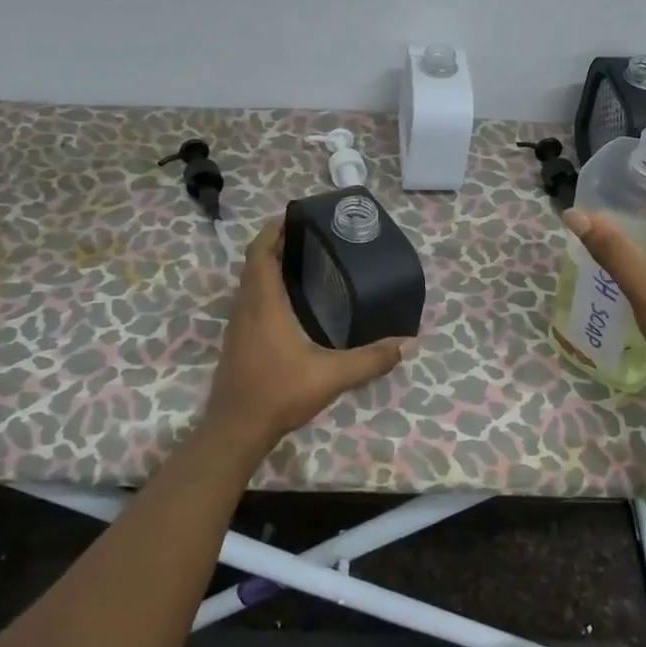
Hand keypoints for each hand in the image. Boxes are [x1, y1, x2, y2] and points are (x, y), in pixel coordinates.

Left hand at [199, 219, 410, 461]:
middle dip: (278, 244)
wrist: (236, 430)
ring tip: (306, 264)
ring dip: (270, 266)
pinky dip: (268, 288)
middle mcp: (246, 306)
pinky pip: (250, 300)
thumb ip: (371, 359)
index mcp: (264, 302)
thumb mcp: (332, 375)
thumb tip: (408, 344)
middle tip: (312, 239)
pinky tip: (293, 303)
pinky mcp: (238, 340)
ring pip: (251, 282)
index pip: (260, 251)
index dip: (274, 230)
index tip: (296, 217)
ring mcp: (238, 324)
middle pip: (255, 262)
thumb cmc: (280, 392)